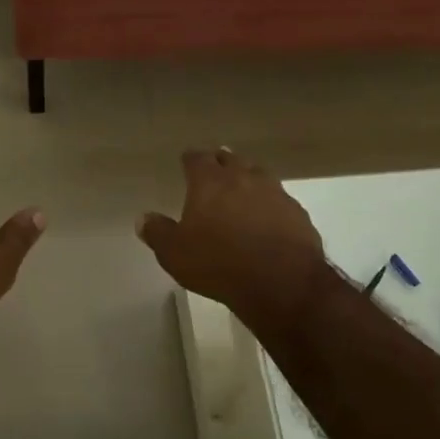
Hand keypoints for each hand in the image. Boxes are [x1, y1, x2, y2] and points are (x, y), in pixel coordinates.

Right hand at [137, 148, 329, 321]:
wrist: (281, 281)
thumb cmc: (219, 263)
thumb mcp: (175, 254)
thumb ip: (158, 233)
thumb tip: (143, 218)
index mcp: (210, 182)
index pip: (197, 158)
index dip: (190, 158)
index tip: (186, 160)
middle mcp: (242, 177)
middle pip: (230, 159)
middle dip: (220, 162)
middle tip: (214, 168)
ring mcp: (274, 192)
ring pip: (258, 173)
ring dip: (248, 176)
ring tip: (243, 186)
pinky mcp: (296, 211)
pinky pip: (280, 198)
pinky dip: (271, 202)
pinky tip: (269, 215)